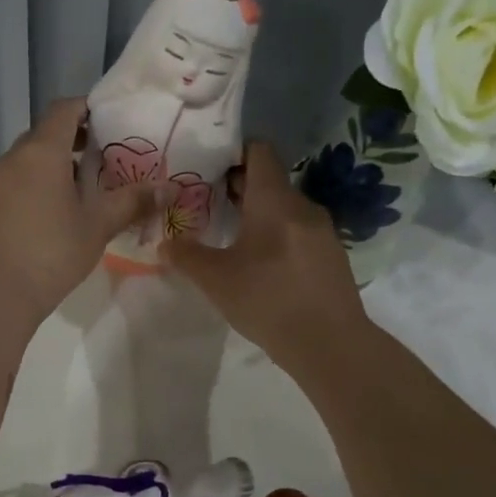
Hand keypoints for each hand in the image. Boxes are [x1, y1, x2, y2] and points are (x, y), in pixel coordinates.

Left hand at [0, 98, 161, 324]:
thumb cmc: (52, 253)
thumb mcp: (98, 227)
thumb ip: (132, 202)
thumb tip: (168, 189)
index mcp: (42, 152)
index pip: (63, 110)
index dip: (86, 109)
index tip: (107, 121)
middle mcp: (11, 159)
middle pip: (42, 135)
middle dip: (71, 141)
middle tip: (99, 161)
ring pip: (23, 161)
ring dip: (48, 167)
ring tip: (74, 193)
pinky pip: (8, 185)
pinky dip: (28, 188)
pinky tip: (43, 218)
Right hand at [162, 142, 368, 371]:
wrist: (330, 344)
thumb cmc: (268, 301)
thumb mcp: (216, 280)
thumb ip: (186, 256)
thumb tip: (165, 243)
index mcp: (274, 201)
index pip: (259, 151)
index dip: (233, 151)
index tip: (206, 166)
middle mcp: (302, 206)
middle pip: (269, 180)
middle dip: (237, 187)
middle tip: (205, 201)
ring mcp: (322, 231)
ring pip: (283, 208)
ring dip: (256, 214)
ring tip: (228, 234)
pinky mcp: (330, 255)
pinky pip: (297, 231)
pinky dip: (275, 234)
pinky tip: (258, 262)